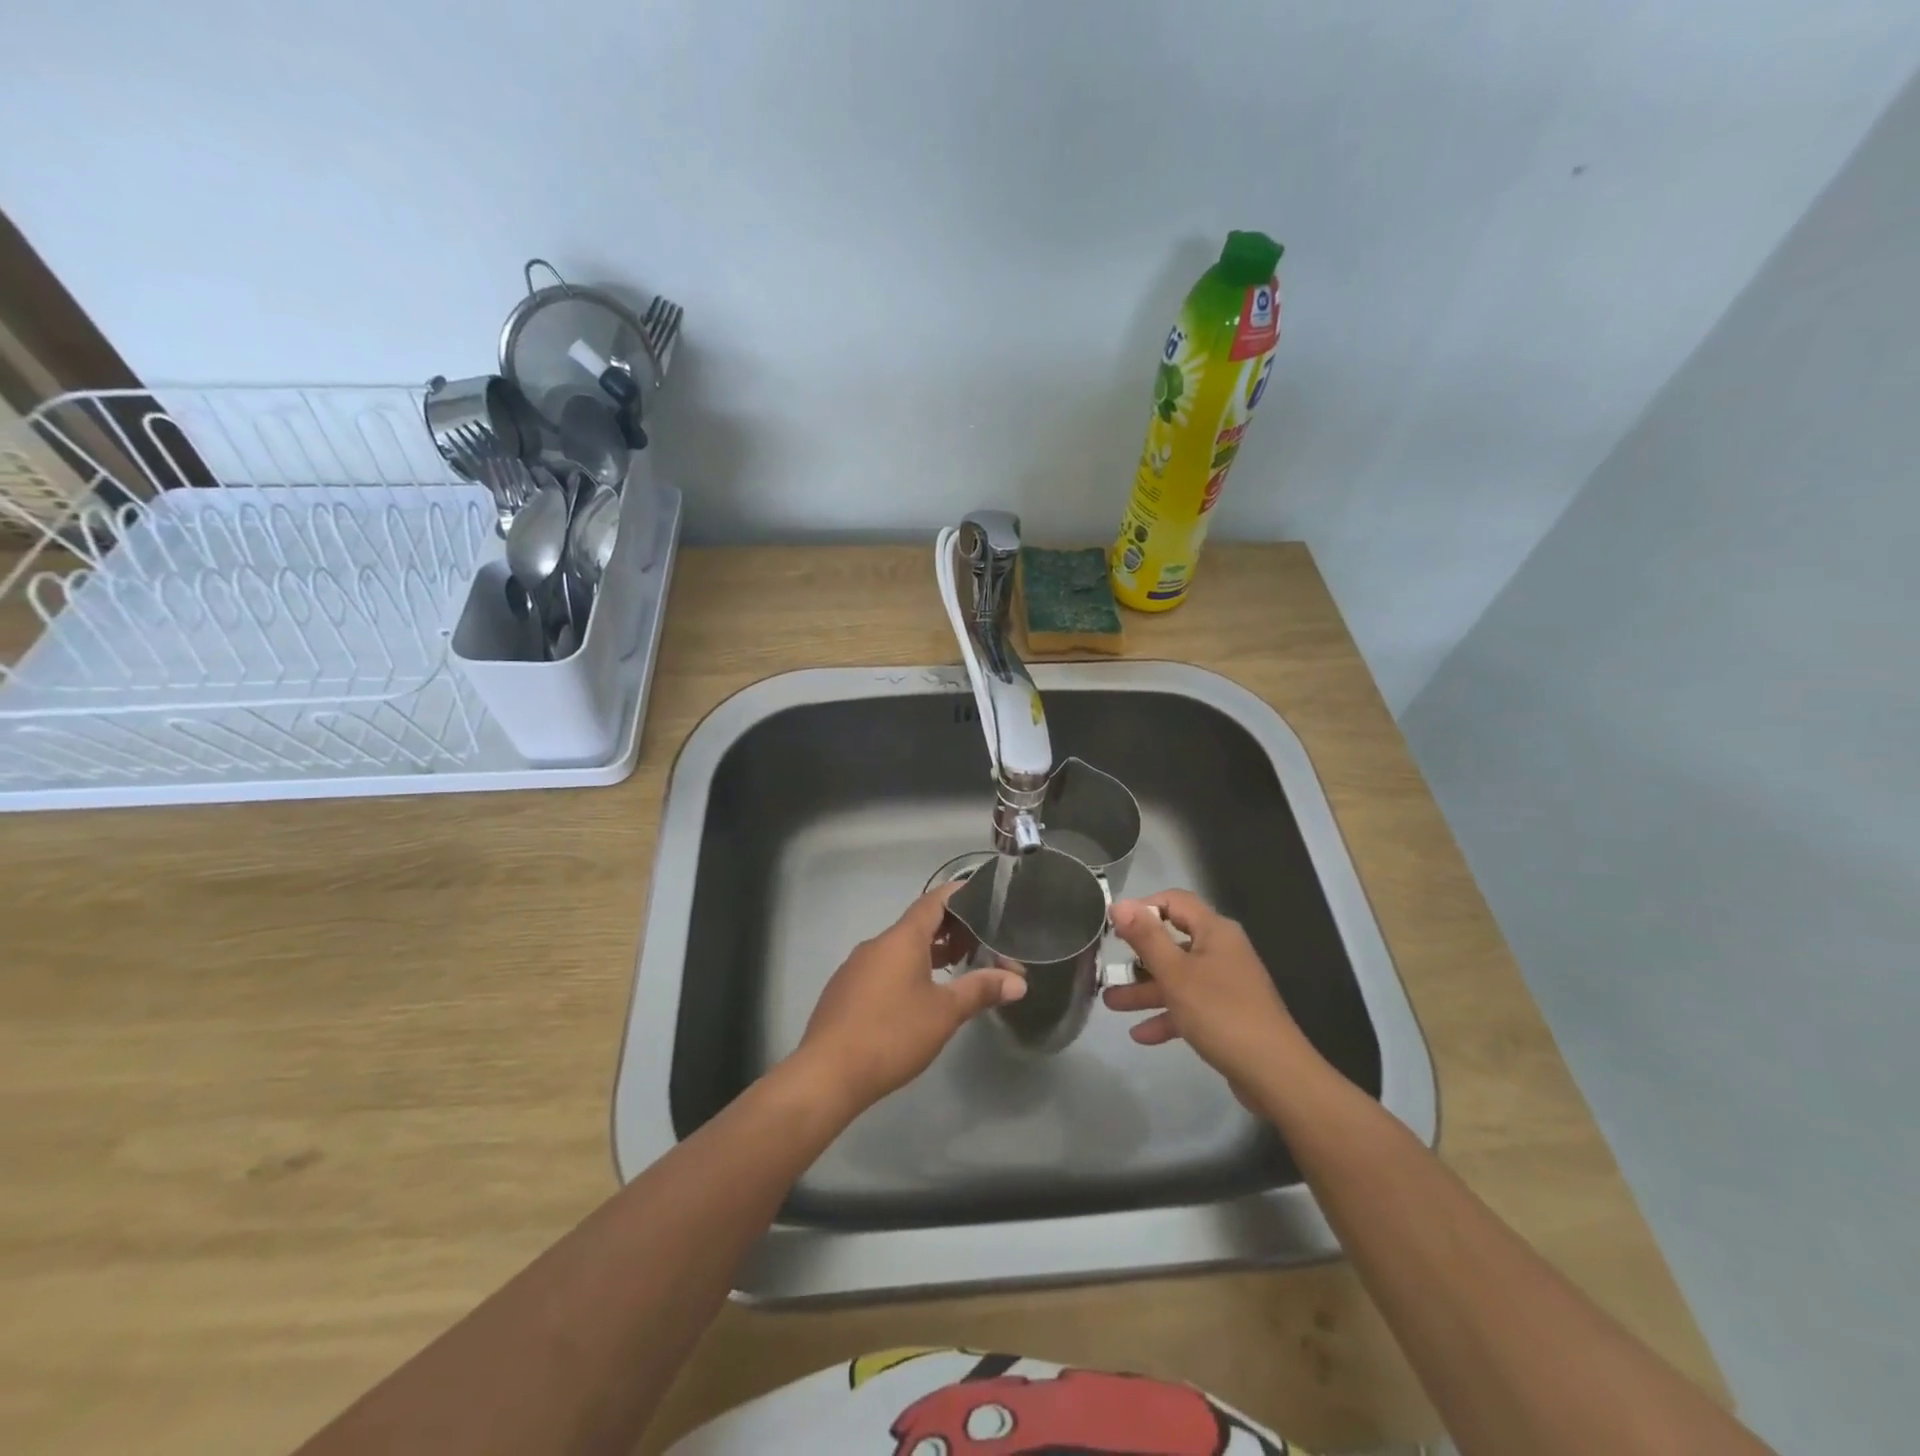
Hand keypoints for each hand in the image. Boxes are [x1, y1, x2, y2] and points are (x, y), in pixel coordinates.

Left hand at [787, 884, 1026, 1118]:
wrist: (828, 1073)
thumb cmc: (892, 1033)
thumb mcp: (945, 1012)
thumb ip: (981, 990)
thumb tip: (1018, 981)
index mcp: (902, 938)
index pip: (934, 901)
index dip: (958, 894)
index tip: (982, 893)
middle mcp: (877, 944)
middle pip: (918, 924)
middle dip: (950, 929)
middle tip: (981, 940)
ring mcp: (856, 967)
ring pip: (899, 948)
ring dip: (929, 952)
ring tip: (957, 967)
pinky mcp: (845, 991)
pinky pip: (883, 967)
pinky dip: (907, 969)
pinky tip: (919, 995)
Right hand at [1103, 890, 1314, 1090]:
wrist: (1275, 1074)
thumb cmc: (1220, 1013)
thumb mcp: (1175, 973)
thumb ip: (1146, 937)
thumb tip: (1119, 904)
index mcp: (1215, 931)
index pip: (1175, 901)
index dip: (1143, 907)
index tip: (1114, 925)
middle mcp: (1222, 951)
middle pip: (1173, 942)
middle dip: (1138, 957)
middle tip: (1108, 965)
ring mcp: (1226, 984)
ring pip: (1178, 978)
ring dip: (1145, 990)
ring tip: (1110, 1003)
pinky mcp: (1227, 1015)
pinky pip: (1190, 1006)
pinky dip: (1166, 1016)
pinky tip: (1140, 1035)